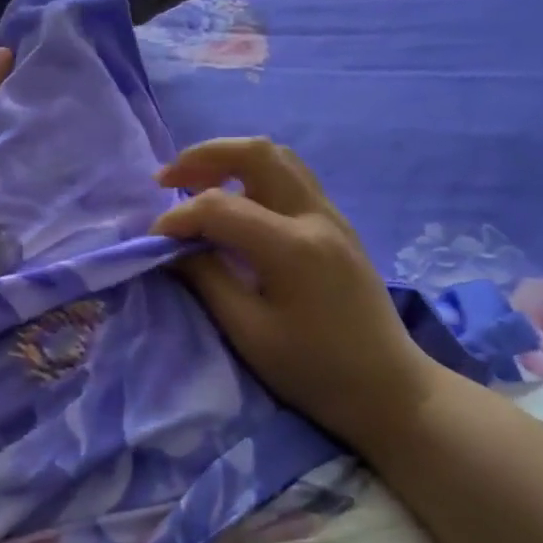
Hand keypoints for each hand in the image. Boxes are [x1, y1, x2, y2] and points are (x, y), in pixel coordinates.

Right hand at [151, 138, 442, 444]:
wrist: (389, 389)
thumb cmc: (315, 371)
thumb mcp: (249, 334)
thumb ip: (207, 281)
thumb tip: (174, 249)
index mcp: (292, 247)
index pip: (220, 206)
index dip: (177, 217)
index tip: (154, 241)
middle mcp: (316, 216)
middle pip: (256, 153)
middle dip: (203, 157)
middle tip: (167, 179)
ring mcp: (332, 216)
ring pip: (278, 157)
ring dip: (231, 159)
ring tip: (196, 182)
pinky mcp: (338, 225)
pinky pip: (292, 177)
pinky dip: (254, 174)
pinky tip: (235, 201)